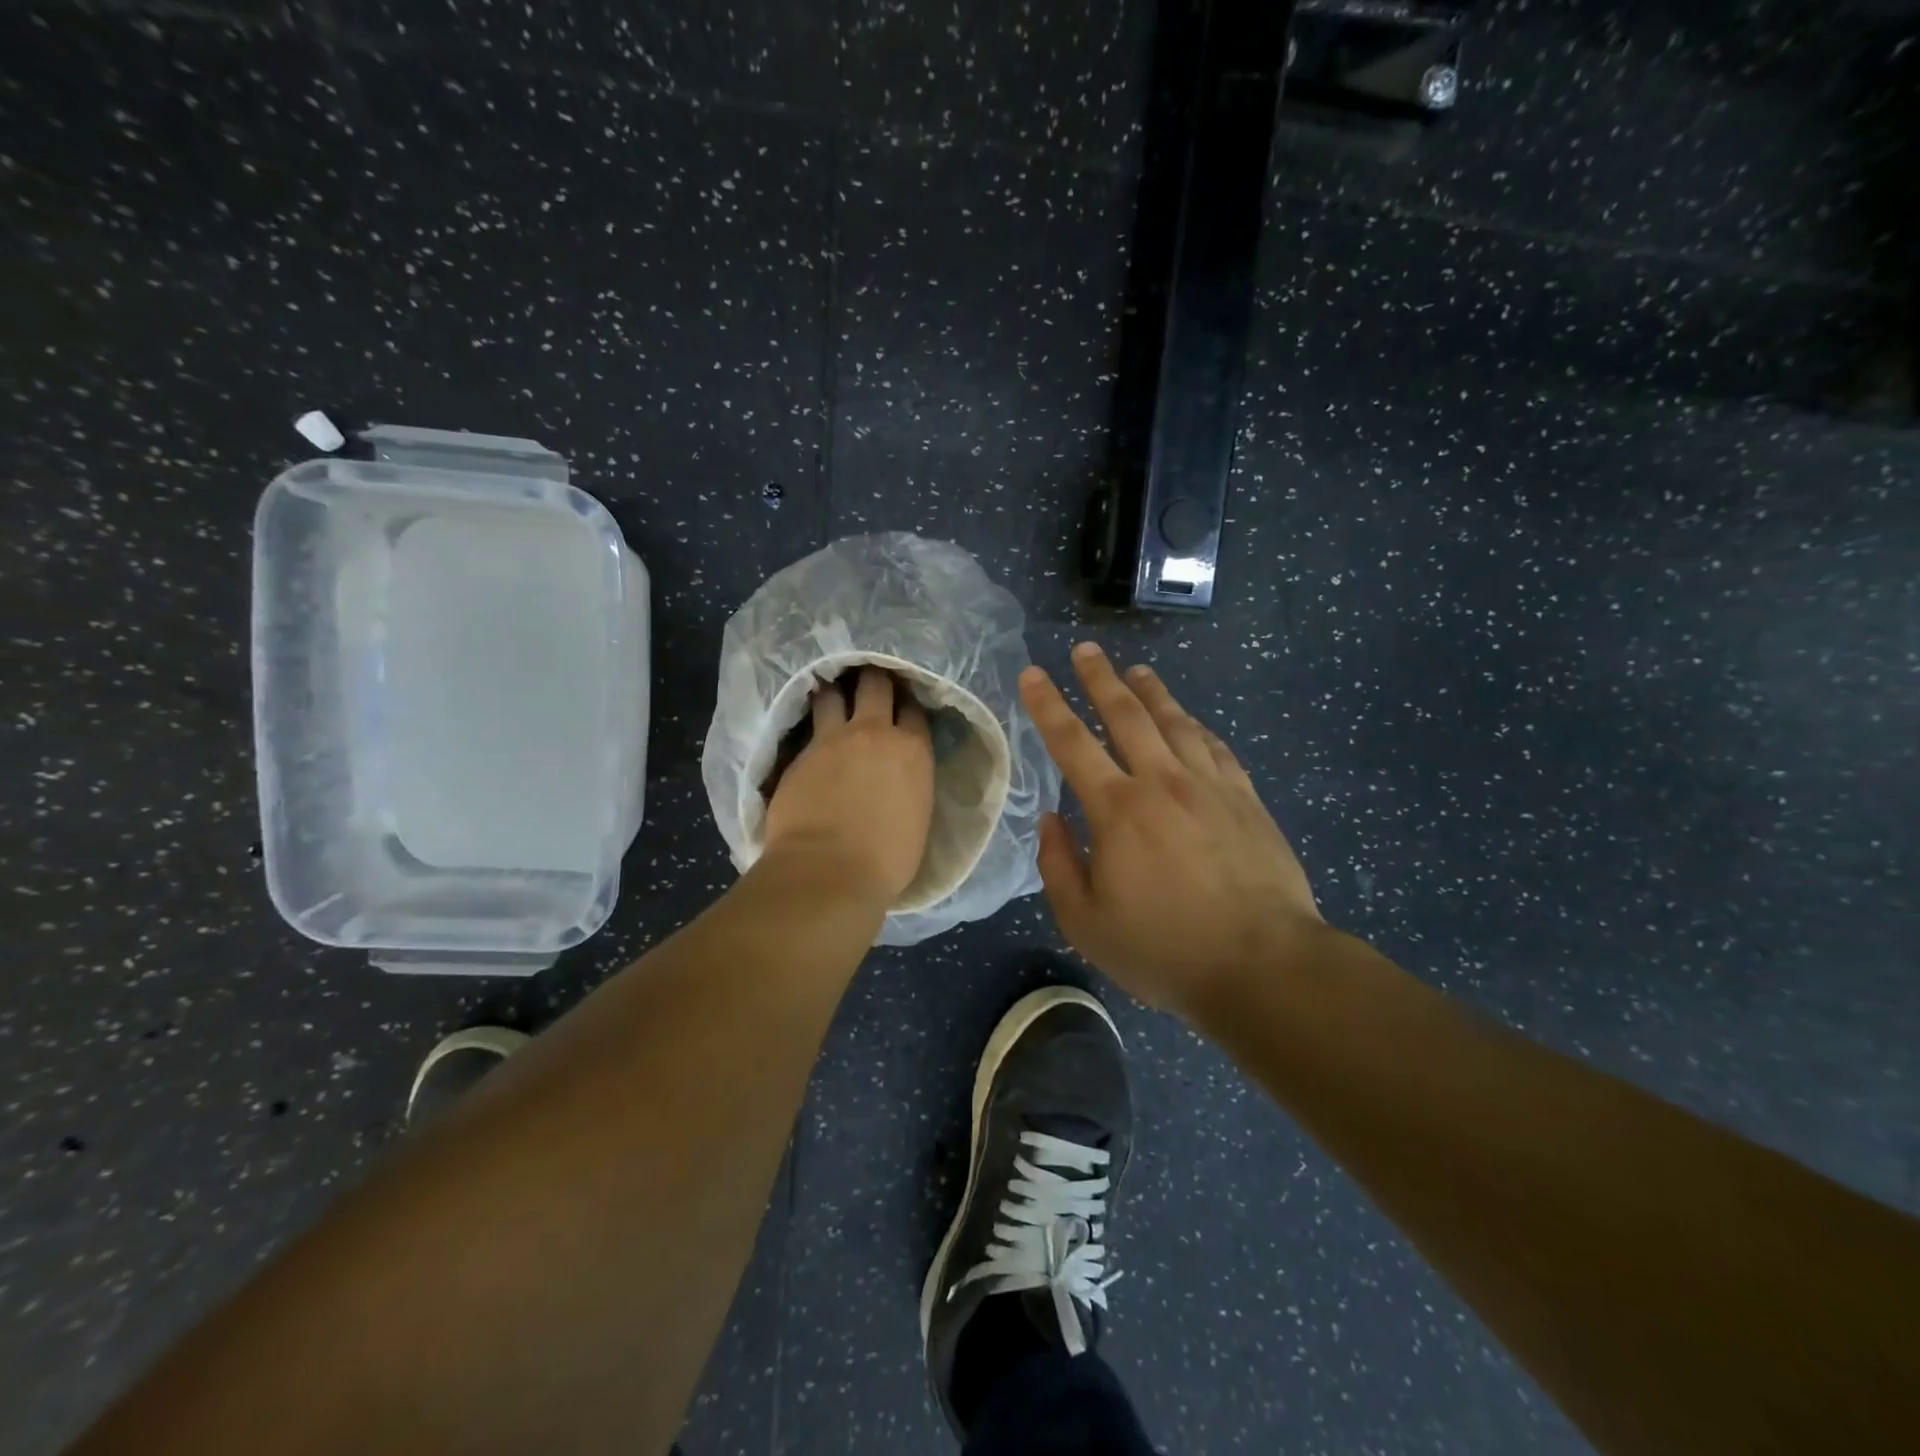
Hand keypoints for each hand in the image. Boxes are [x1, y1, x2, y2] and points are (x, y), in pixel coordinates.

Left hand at [763, 666, 934, 907]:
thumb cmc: (886, 860)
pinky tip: (806, 725)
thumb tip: (898, 779)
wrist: (828, 871)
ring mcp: (831, 740)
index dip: (908, 703)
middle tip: (868, 678)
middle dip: (873, 677)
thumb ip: (909, 784)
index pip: (914, 709)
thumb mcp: (917, 816)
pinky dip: (809, 722)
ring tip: (830, 691)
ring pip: (832, 694)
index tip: (903, 704)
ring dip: (833, 690)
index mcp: (912, 750)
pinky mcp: (798, 754)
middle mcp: (874, 732)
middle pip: (875, 684)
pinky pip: (806, 726)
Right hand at [1021, 642, 1324, 1013]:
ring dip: (1152, 692)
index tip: (1033, 673)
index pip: (1072, 742)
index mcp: (1117, 809)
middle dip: (1101, 678)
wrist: (1264, 965)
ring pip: (1176, 722)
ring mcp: (1210, 786)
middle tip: (1085, 650)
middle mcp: (1162, 782)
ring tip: (1137, 670)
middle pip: (1126, 715)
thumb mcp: (1086, 923)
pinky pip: (1216, 747)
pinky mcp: (1246, 799)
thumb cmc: (1165, 949)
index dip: (1048, 705)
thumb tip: (1051, 819)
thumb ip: (1058, 866)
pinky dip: (1197, 726)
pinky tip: (1191, 720)